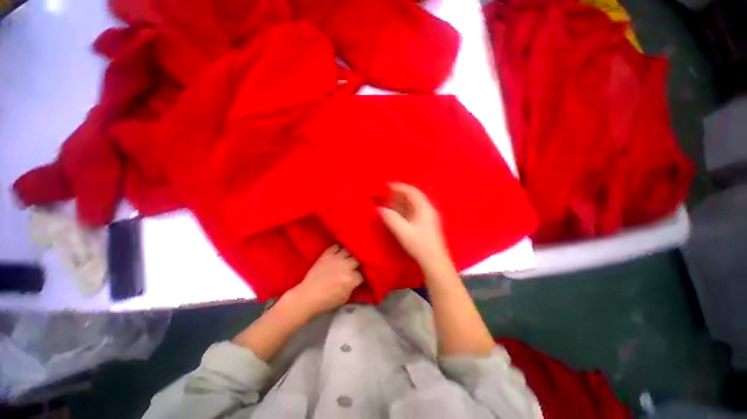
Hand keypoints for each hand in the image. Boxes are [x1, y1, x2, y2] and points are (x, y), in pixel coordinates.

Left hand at [285, 245, 362, 318]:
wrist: (308, 295)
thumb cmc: (326, 301)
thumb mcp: (345, 298)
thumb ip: (353, 287)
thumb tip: (356, 281)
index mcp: (351, 278)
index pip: (362, 274)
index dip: (361, 277)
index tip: (358, 278)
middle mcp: (346, 266)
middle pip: (358, 260)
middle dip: (357, 264)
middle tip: (354, 267)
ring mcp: (336, 258)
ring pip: (349, 250)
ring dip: (349, 254)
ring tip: (348, 257)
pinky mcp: (327, 254)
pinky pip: (336, 246)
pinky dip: (338, 249)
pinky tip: (339, 252)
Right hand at [378, 183, 453, 274]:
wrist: (435, 261)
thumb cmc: (419, 245)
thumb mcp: (402, 231)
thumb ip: (391, 218)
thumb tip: (380, 209)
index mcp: (424, 208)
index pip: (411, 191)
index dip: (398, 186)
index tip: (386, 185)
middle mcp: (428, 208)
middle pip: (414, 195)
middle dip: (400, 192)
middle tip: (387, 192)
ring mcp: (429, 216)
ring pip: (415, 202)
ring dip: (403, 200)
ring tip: (391, 200)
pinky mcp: (428, 223)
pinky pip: (416, 209)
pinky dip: (406, 208)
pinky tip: (399, 212)